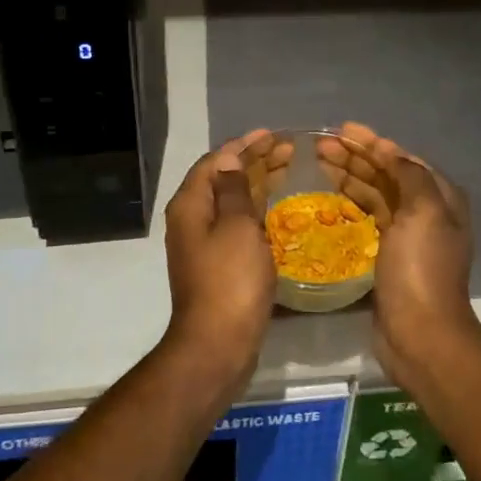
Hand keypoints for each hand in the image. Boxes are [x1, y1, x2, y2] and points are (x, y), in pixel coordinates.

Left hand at [161, 130, 286, 385]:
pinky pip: (238, 223)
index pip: (216, 161)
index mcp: (191, 204)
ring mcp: (204, 243)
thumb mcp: (237, 227)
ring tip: (288, 168)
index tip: (273, 135)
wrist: (217, 345)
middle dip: (254, 160)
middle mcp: (192, 219)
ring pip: (232, 201)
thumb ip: (234, 189)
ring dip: (258, 182)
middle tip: (288, 149)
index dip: (244, 145)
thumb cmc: (230, 281)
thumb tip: (229, 159)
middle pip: (223, 179)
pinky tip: (277, 208)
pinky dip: (257, 208)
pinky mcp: (219, 263)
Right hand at [315, 122, 479, 384]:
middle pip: (386, 174)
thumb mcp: (424, 212)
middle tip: (320, 146)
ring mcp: (406, 235)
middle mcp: (426, 212)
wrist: (420, 334)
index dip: (372, 142)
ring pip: (374, 194)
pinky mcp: (387, 255)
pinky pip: (367, 218)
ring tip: (318, 163)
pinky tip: (328, 197)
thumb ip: (410, 175)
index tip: (341, 130)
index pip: (402, 159)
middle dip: (355, 157)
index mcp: (440, 197)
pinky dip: (349, 203)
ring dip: (349, 176)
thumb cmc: (421, 268)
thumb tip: (390, 151)